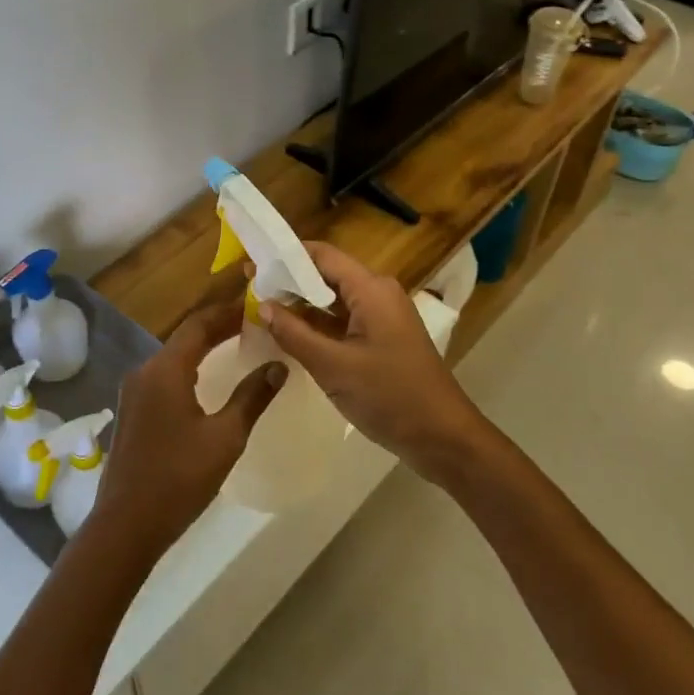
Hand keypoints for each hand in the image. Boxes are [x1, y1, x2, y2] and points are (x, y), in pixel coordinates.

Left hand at [91, 302, 286, 558]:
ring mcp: (133, 392)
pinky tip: (206, 382)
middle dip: (217, 328)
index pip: (198, 324)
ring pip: (172, 357)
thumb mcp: (224, 438)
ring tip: (235, 347)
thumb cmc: (178, 478)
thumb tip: (278, 366)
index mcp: (165, 370)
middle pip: (184, 338)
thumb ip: (252, 398)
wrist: (125, 524)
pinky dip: (188, 369)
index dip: (226, 312)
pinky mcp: (131, 412)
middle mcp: (144, 371)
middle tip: (252, 326)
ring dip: (202, 349)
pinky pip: (163, 377)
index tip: (254, 307)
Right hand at [262, 241, 482, 479]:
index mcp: (371, 289)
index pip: (321, 255)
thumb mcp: (333, 367)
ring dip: (301, 304)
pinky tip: (291, 334)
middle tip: (249, 289)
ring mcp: (383, 317)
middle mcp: (378, 293)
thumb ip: (294, 333)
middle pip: (326, 274)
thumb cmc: (390, 397)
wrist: (444, 439)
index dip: (285, 256)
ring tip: (262, 310)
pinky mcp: (383, 338)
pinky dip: (318, 324)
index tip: (251, 264)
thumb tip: (263, 305)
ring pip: (334, 299)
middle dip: (289, 281)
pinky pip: (344, 320)